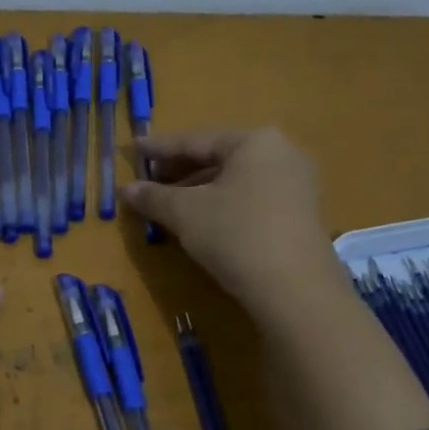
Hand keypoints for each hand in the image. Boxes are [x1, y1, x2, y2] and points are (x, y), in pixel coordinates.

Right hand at [122, 128, 342, 321]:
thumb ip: (154, 196)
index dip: (160, 147)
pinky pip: (252, 199)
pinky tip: (202, 221)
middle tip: (149, 180)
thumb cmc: (236, 235)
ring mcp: (297, 185)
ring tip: (169, 204)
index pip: (196, 140)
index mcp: (254, 142)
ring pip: (236, 180)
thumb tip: (126, 190)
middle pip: (219, 158)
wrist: (296, 289)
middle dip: (181, 171)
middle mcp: (282, 154)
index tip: (135, 148)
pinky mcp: (301, 215)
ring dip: (200, 190)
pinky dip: (223, 204)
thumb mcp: (185, 213)